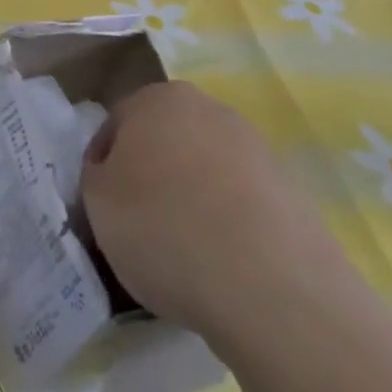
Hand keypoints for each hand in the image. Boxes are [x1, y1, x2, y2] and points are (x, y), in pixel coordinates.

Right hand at [81, 81, 343, 338]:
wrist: (272, 291)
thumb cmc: (163, 230)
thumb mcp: (96, 201)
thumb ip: (96, 175)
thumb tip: (114, 175)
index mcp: (159, 99)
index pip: (115, 128)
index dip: (102, 170)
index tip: (102, 208)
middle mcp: (211, 110)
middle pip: (163, 143)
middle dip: (149, 177)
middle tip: (137, 226)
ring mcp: (259, 150)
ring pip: (204, 172)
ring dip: (189, 200)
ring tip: (182, 252)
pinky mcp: (294, 194)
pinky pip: (241, 203)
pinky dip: (227, 225)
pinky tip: (220, 263)